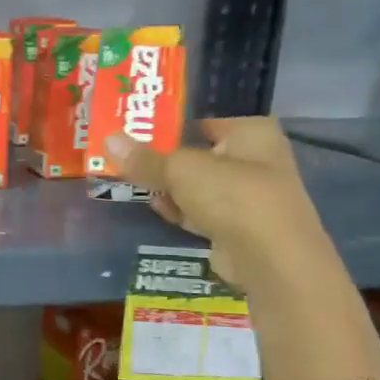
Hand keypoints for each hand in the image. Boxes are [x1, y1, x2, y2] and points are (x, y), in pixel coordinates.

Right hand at [107, 118, 334, 294]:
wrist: (270, 260)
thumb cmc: (232, 196)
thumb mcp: (180, 170)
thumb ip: (145, 158)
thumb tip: (108, 140)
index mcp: (252, 133)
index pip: (204, 120)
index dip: (171, 123)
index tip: (136, 127)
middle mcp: (255, 159)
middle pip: (198, 153)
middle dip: (164, 158)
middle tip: (126, 155)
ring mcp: (247, 195)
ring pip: (197, 184)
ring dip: (169, 186)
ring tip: (131, 180)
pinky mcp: (236, 226)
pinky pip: (199, 210)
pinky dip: (180, 209)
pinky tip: (156, 207)